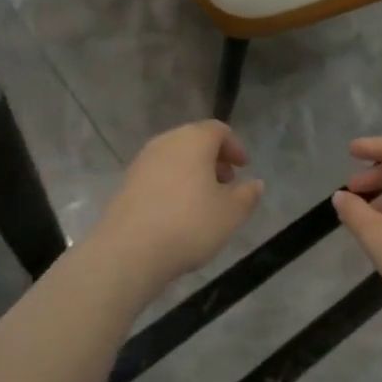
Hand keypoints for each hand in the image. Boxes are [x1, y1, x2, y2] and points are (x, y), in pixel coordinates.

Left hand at [94, 121, 263, 293]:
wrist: (128, 251)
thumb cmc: (189, 224)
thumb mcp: (231, 213)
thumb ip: (248, 195)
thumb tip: (255, 184)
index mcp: (193, 140)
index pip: (218, 130)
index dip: (234, 147)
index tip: (244, 167)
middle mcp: (165, 143)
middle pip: (194, 141)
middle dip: (213, 159)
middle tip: (227, 183)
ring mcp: (142, 162)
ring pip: (174, 158)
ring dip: (192, 172)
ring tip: (204, 201)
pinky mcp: (126, 184)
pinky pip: (157, 175)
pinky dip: (173, 184)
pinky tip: (178, 213)